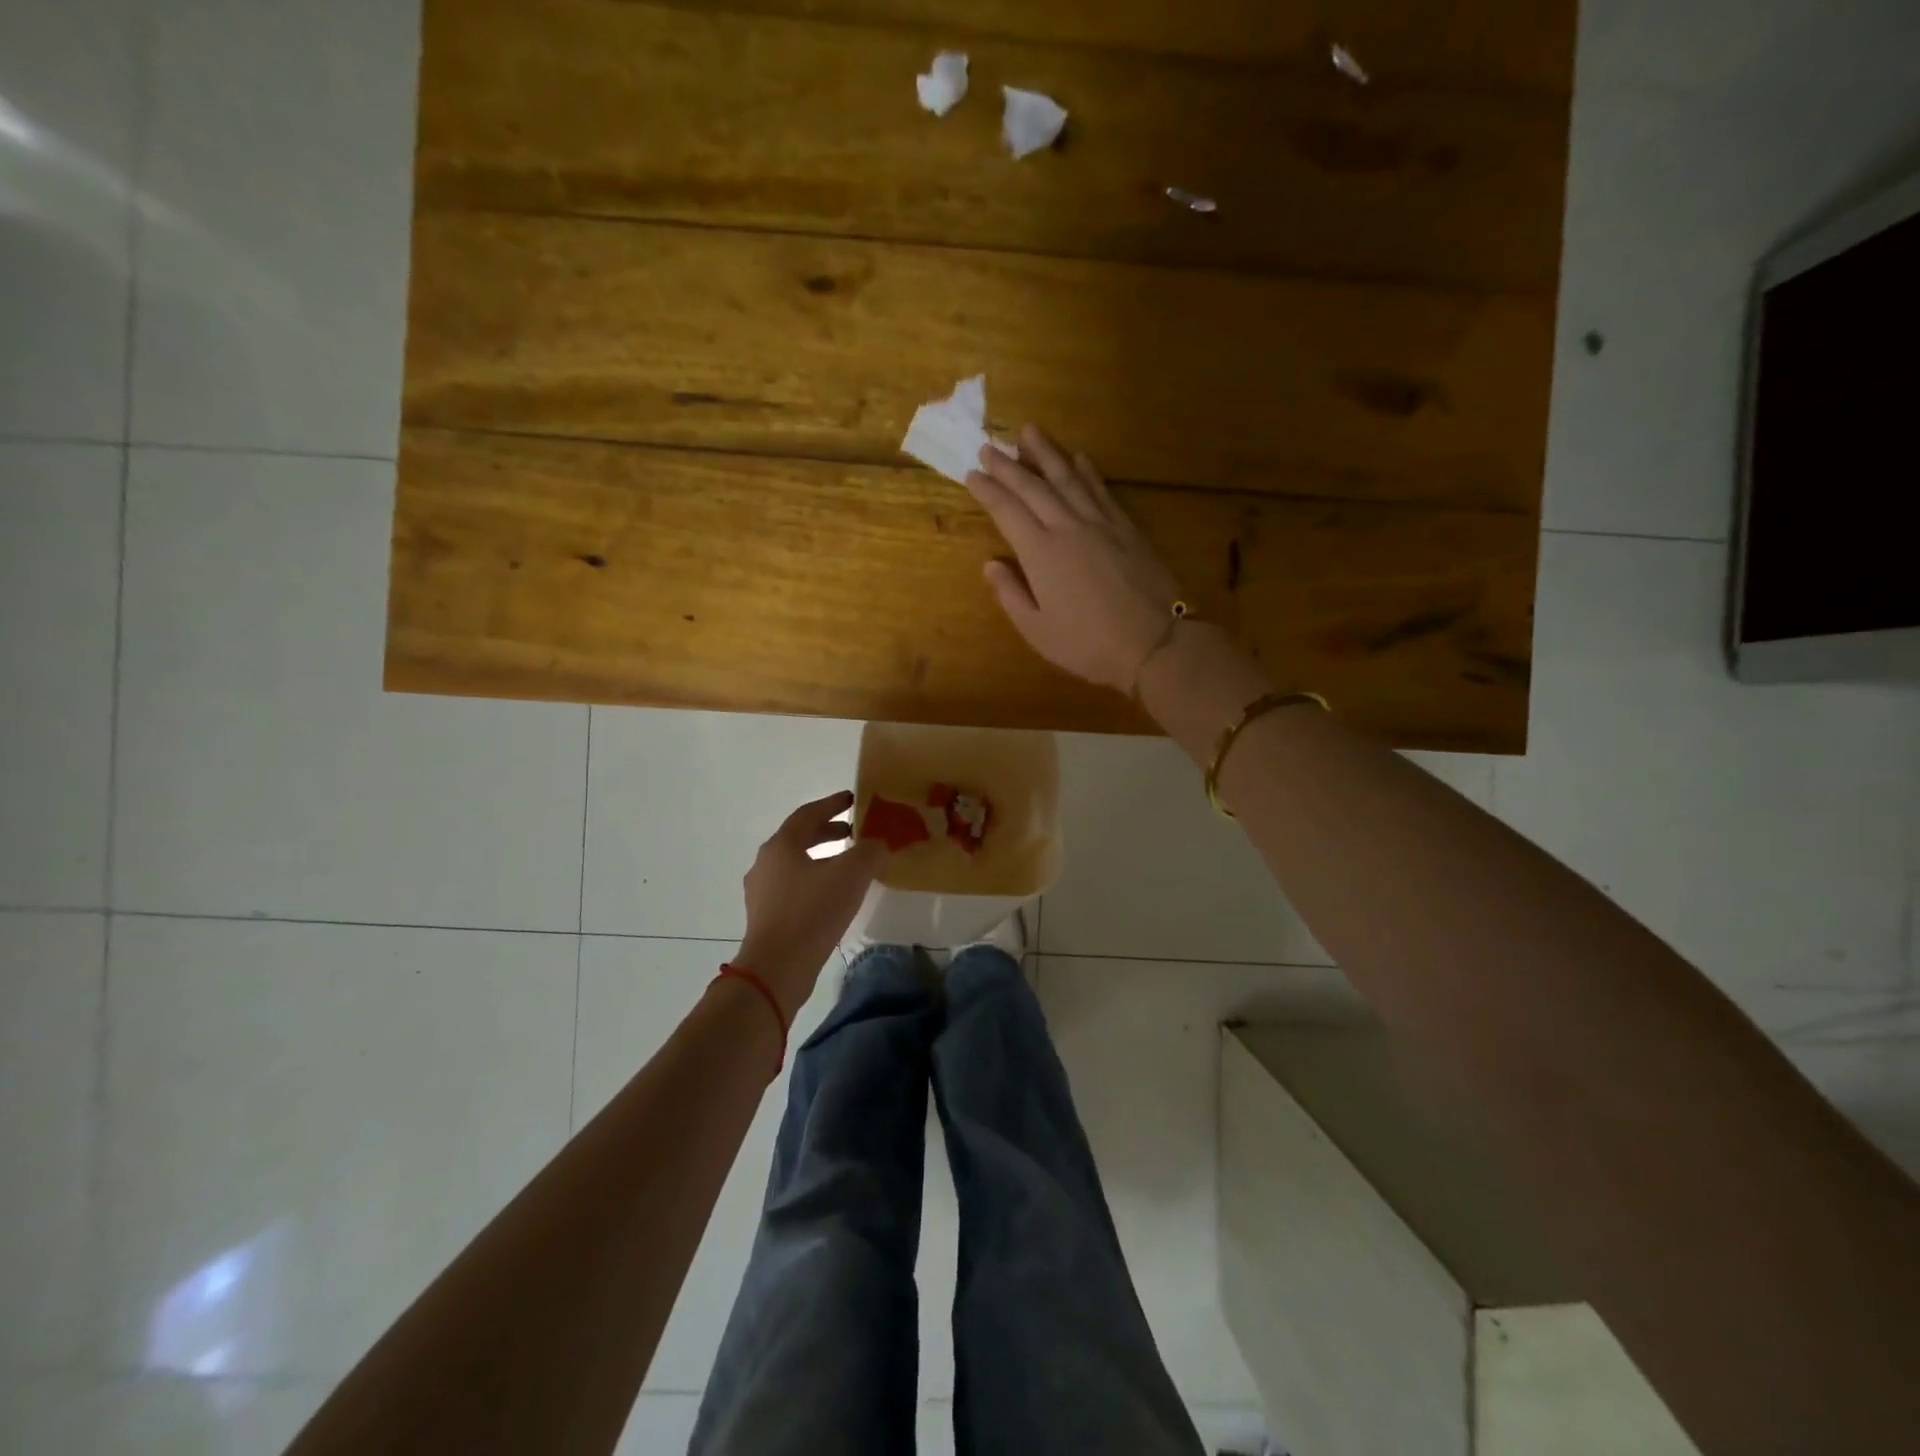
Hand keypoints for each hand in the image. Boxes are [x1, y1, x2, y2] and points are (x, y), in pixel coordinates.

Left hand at [734, 791, 886, 1017]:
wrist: (776, 968)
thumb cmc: (812, 912)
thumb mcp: (851, 875)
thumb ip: (869, 852)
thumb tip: (877, 844)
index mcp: (782, 845)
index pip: (808, 813)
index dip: (833, 804)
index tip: (853, 799)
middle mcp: (766, 862)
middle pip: (799, 837)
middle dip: (828, 831)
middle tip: (853, 832)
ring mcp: (762, 891)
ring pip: (795, 864)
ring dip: (821, 858)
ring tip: (848, 866)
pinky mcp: (765, 917)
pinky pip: (792, 887)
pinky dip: (814, 881)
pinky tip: (833, 897)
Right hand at [964, 425, 1184, 691]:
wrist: (1155, 643)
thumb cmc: (1089, 645)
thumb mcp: (1038, 631)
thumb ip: (1011, 595)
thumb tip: (991, 564)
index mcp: (1041, 554)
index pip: (1007, 511)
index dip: (988, 491)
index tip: (972, 473)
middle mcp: (1068, 528)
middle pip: (1034, 487)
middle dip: (1008, 465)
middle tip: (989, 445)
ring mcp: (1101, 525)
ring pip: (1069, 479)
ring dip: (1047, 454)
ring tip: (1029, 432)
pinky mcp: (1127, 529)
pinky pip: (1102, 491)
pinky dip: (1088, 472)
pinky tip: (1080, 458)